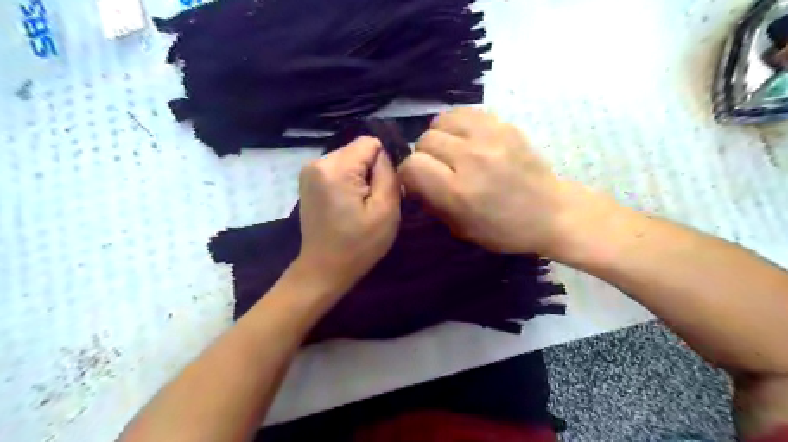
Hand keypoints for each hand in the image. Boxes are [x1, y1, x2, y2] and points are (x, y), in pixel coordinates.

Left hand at [293, 136, 399, 295]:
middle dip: (371, 170)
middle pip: (358, 150)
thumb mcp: (386, 211)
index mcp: (335, 168)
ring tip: (361, 205)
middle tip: (373, 201)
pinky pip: (338, 169)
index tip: (384, 188)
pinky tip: (348, 204)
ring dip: (360, 177)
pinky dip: (348, 181)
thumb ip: (388, 174)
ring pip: (349, 159)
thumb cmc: (358, 245)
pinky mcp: (308, 181)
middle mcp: (317, 162)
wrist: (324, 269)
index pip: (370, 143)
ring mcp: (309, 171)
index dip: (384, 163)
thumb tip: (386, 153)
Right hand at [401, 107, 583, 256]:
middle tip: (438, 168)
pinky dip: (456, 124)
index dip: (409, 175)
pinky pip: (463, 112)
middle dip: (423, 157)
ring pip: (440, 121)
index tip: (418, 182)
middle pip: (424, 141)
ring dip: (438, 137)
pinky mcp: (503, 124)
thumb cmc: (503, 229)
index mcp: (458, 191)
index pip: (412, 166)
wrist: (551, 212)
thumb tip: (414, 181)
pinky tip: (464, 138)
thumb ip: (431, 202)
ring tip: (450, 150)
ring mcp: (489, 137)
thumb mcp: (460, 228)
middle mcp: (471, 159)